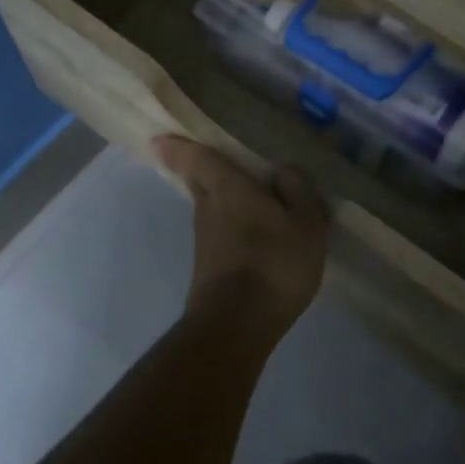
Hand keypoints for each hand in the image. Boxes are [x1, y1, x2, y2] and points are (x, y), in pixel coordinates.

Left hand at [153, 137, 329, 329]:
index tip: (160, 138)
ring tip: (248, 198)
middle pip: (198, 181)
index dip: (179, 145)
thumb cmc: (274, 263)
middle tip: (212, 160)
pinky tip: (253, 236)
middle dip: (199, 169)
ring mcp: (205, 240)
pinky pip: (219, 233)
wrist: (237, 326)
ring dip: (221, 199)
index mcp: (228, 188)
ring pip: (209, 207)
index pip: (197, 158)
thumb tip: (281, 167)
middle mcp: (208, 208)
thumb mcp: (305, 223)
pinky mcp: (207, 266)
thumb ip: (297, 190)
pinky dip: (230, 226)